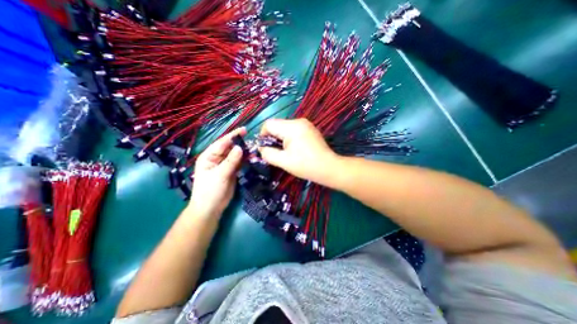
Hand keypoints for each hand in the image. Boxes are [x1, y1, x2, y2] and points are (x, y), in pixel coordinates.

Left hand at [187, 126, 244, 217]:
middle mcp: (217, 159)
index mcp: (209, 157)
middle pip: (229, 148)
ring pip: (235, 155)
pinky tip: (252, 157)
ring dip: (244, 152)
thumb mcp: (220, 175)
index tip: (244, 130)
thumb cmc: (210, 191)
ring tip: (255, 148)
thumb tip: (240, 148)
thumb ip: (230, 161)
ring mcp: (225, 165)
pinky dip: (245, 160)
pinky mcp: (232, 171)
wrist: (211, 208)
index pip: (222, 143)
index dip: (233, 136)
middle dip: (240, 143)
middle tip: (253, 139)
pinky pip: (239, 163)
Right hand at [259, 119, 335, 184]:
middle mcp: (299, 121)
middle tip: (277, 152)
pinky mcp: (310, 128)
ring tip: (286, 151)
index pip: (269, 124)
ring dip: (281, 138)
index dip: (263, 135)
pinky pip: (293, 129)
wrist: (329, 167)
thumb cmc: (306, 165)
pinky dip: (289, 137)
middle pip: (277, 125)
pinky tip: (295, 148)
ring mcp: (306, 124)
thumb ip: (268, 153)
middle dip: (273, 137)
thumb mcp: (283, 161)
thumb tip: (261, 148)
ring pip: (285, 127)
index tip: (266, 148)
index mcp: (291, 127)